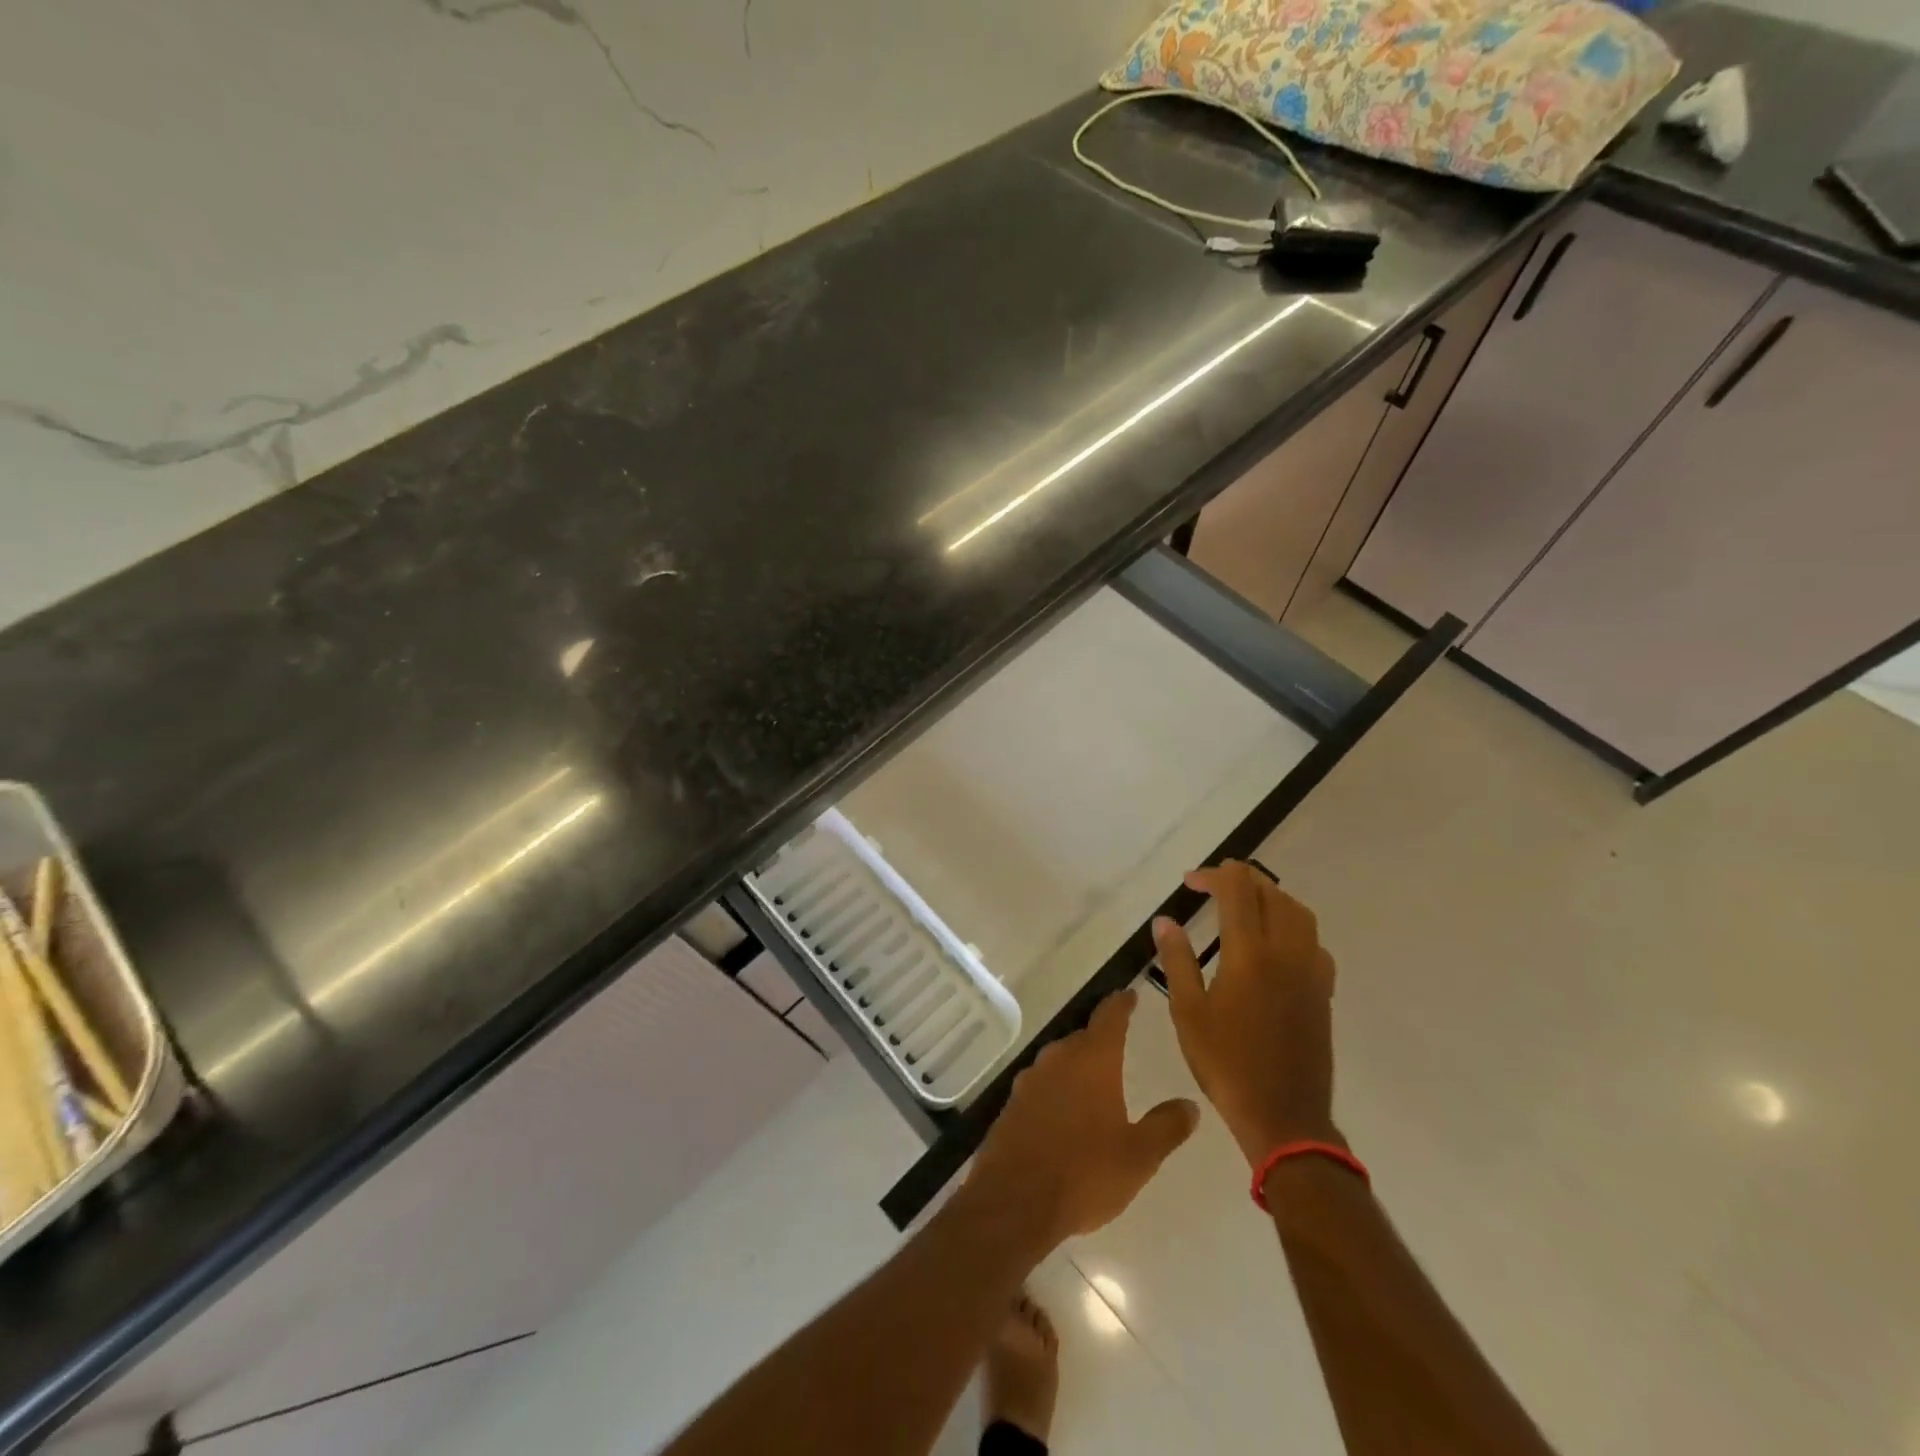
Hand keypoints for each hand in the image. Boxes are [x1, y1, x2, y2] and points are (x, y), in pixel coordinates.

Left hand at [967, 990, 1197, 1247]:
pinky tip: (1064, 1114)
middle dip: (1100, 1041)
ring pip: (1059, 1061)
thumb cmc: (1085, 1173)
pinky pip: (1041, 1085)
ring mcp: (1030, 1079)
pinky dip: (1056, 1091)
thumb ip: (1166, 1127)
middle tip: (1119, 1049)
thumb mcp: (1139, 1155)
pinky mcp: (1011, 1102)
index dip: (1122, 1004)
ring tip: (1094, 1085)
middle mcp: (1058, 1058)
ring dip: (1077, 1067)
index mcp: (1092, 1060)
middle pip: (1083, 1037)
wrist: (1015, 1200)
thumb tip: (1190, 1105)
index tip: (1130, 995)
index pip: (1110, 1016)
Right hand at [1153, 863, 1339, 1168]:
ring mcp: (1311, 970)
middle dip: (1239, 879)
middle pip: (1271, 892)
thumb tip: (1165, 920)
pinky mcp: (1323, 990)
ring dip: (1269, 896)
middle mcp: (1286, 952)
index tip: (1189, 882)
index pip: (1239, 889)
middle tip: (1210, 886)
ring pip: (1297, 911)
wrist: (1285, 1117)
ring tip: (1242, 904)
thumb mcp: (1187, 1013)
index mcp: (1250, 954)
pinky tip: (1272, 943)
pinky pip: (1312, 939)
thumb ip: (1177, 960)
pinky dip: (1290, 924)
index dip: (1213, 875)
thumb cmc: (1227, 1065)